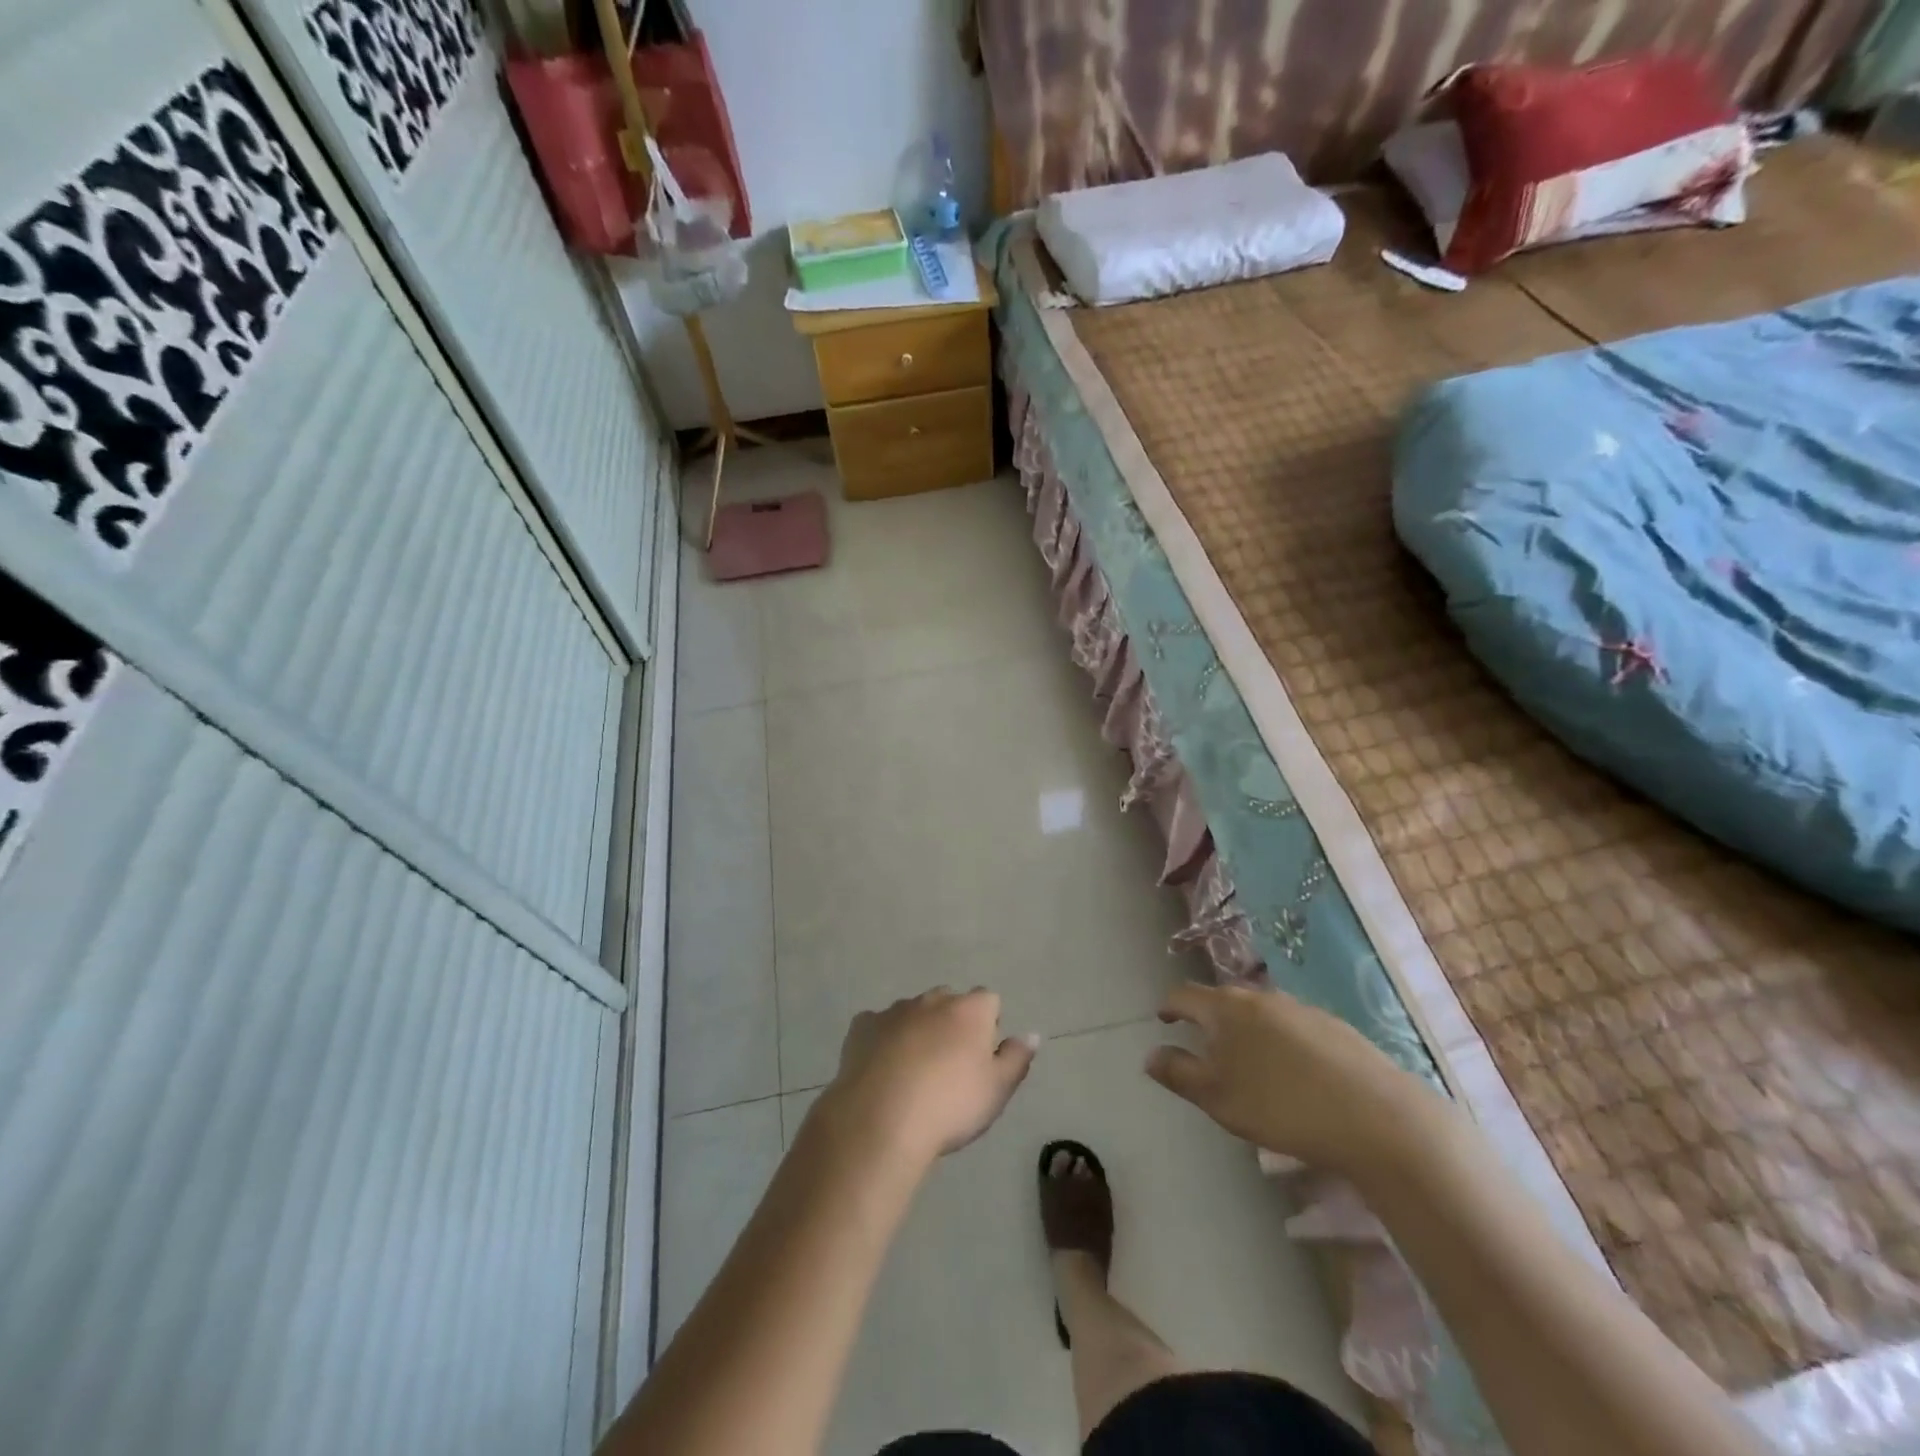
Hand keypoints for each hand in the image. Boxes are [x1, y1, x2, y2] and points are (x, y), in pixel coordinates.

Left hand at [822, 989, 1038, 1164]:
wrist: (880, 1120)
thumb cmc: (949, 1106)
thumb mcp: (996, 1090)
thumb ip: (1016, 1058)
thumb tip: (1030, 1034)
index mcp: (969, 1010)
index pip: (989, 1001)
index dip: (989, 1026)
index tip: (982, 1058)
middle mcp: (933, 1000)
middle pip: (949, 1002)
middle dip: (952, 1024)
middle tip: (949, 1067)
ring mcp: (894, 1010)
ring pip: (913, 1012)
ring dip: (918, 1031)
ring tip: (913, 1073)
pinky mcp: (862, 1026)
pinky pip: (878, 1026)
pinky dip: (883, 1041)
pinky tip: (881, 1070)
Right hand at [1146, 982, 1439, 1181]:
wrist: (1376, 1117)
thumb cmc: (1281, 1106)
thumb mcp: (1217, 1098)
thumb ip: (1179, 1073)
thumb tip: (1150, 1054)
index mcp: (1226, 1009)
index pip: (1184, 994)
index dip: (1169, 1006)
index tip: (1163, 1019)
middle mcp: (1260, 997)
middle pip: (1223, 999)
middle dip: (1209, 1018)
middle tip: (1205, 1046)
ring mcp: (1301, 1009)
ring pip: (1260, 1012)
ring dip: (1246, 1030)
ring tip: (1250, 1062)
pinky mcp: (1335, 1027)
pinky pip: (1293, 1026)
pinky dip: (1281, 1041)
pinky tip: (1295, 1074)